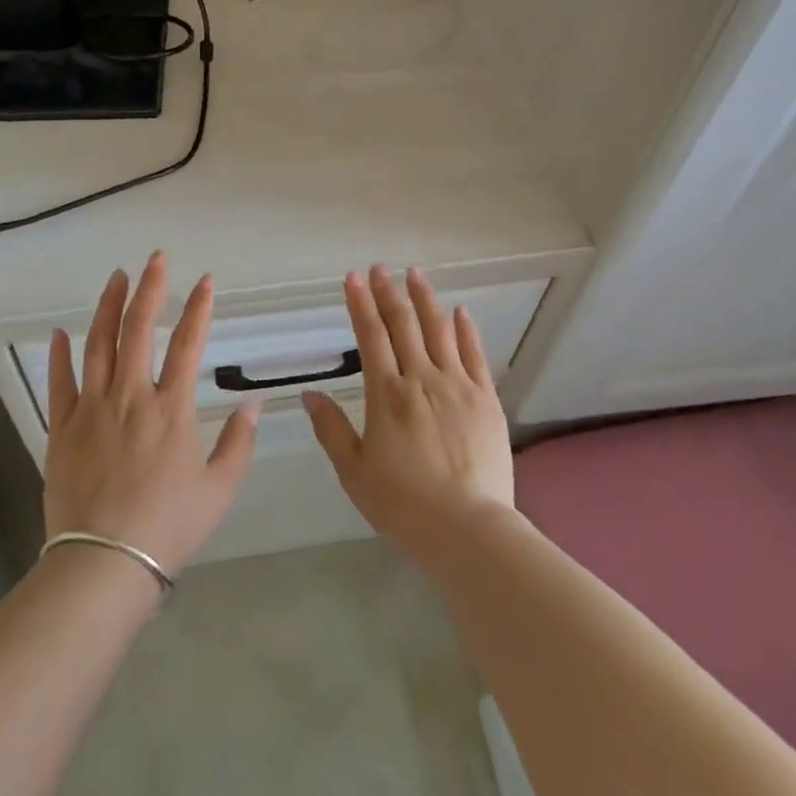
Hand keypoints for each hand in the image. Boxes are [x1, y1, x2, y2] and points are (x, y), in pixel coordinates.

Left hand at [42, 252, 260, 576]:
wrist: (103, 563)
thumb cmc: (168, 526)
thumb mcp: (219, 489)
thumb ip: (238, 442)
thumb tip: (253, 404)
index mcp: (172, 408)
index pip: (189, 343)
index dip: (199, 308)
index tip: (206, 281)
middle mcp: (132, 396)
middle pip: (139, 329)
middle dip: (150, 289)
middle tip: (156, 258)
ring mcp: (92, 409)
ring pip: (99, 345)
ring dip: (109, 307)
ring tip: (117, 277)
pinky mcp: (62, 428)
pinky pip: (60, 383)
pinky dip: (61, 355)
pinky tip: (62, 332)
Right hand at [303, 266, 513, 560]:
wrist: (467, 528)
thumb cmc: (403, 504)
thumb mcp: (354, 472)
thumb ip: (332, 429)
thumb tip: (310, 393)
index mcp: (387, 394)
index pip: (370, 336)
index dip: (360, 304)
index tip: (353, 278)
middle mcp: (422, 379)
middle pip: (403, 324)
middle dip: (388, 292)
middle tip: (379, 268)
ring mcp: (457, 385)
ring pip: (439, 330)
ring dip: (426, 299)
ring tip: (416, 274)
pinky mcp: (486, 399)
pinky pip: (474, 354)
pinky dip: (466, 329)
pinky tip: (460, 311)